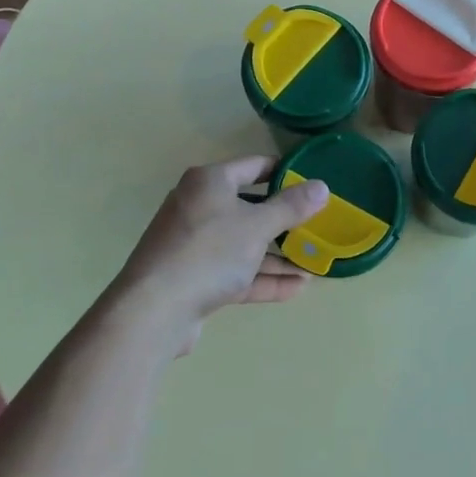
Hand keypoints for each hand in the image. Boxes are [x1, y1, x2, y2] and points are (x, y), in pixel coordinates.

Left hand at [110, 157, 329, 354]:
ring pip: (242, 244)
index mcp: (209, 182)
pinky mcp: (193, 279)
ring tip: (313, 264)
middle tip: (315, 226)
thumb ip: (291, 207)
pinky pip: (234, 272)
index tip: (311, 181)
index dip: (283, 172)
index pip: (253, 166)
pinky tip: (296, 288)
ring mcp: (193, 245)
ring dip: (276, 255)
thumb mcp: (257, 226)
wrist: (153, 311)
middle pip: (248, 207)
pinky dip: (261, 277)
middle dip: (282, 221)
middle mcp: (198, 206)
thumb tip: (321, 186)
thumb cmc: (209, 252)